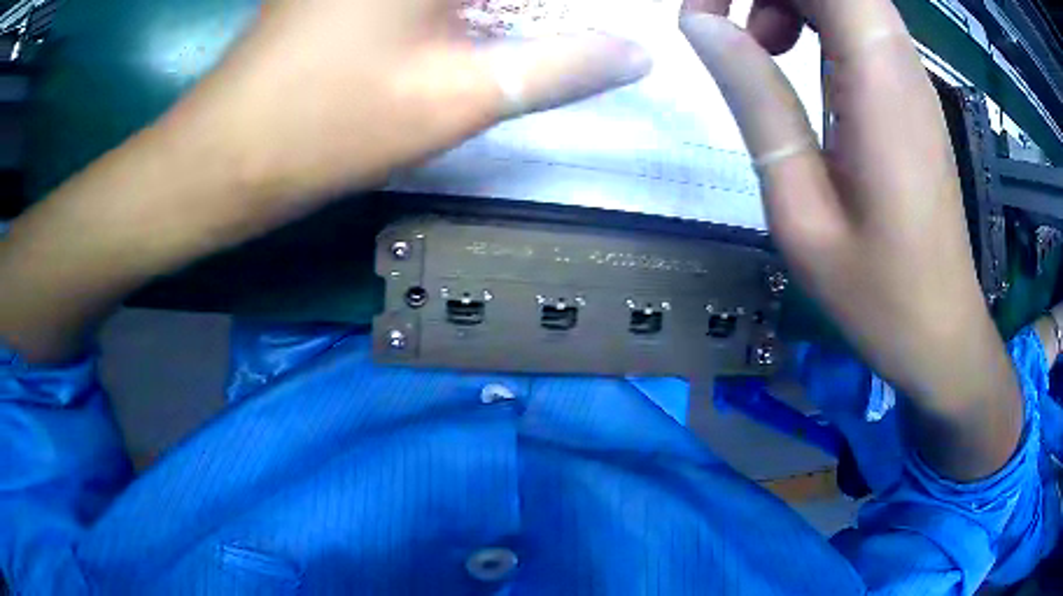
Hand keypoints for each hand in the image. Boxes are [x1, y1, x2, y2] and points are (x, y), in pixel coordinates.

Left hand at [175, 0, 651, 216]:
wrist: (226, 154)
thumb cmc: (332, 125)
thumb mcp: (462, 96)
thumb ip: (562, 67)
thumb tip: (638, 53)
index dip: (580, 8)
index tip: (617, 21)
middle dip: (540, 11)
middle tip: (587, 32)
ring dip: (505, 10)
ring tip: (552, 34)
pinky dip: (469, 7)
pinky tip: (487, 23)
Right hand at [679, 0, 1021, 479]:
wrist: (939, 329)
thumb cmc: (877, 291)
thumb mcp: (801, 207)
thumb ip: (756, 101)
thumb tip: (702, 24)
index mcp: (878, 79)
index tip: (705, 11)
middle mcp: (898, 58)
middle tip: (715, 22)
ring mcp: (906, 71)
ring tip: (753, 44)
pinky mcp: (905, 88)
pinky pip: (851, 20)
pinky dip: (807, 16)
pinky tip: (789, 58)